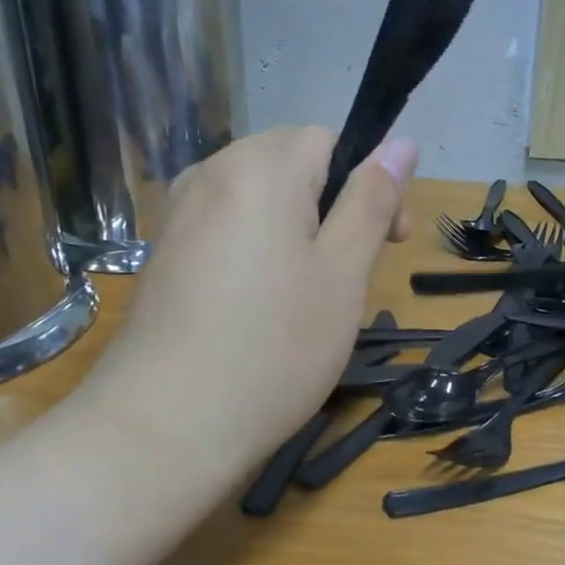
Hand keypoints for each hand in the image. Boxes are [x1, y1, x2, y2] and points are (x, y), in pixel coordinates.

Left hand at [88, 126, 417, 478]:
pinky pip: (225, 228)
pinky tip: (257, 307)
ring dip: (294, 231)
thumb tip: (401, 143)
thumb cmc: (274, 347)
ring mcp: (178, 214)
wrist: (166, 425)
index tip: (386, 242)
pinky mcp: (163, 253)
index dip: (366, 182)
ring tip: (304, 297)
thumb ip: (372, 201)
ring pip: (257, 198)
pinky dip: (255, 250)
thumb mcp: (343, 274)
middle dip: (329, 206)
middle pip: (289, 163)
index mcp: (260, 168)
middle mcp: (210, 174)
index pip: (326, 138)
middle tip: (346, 277)